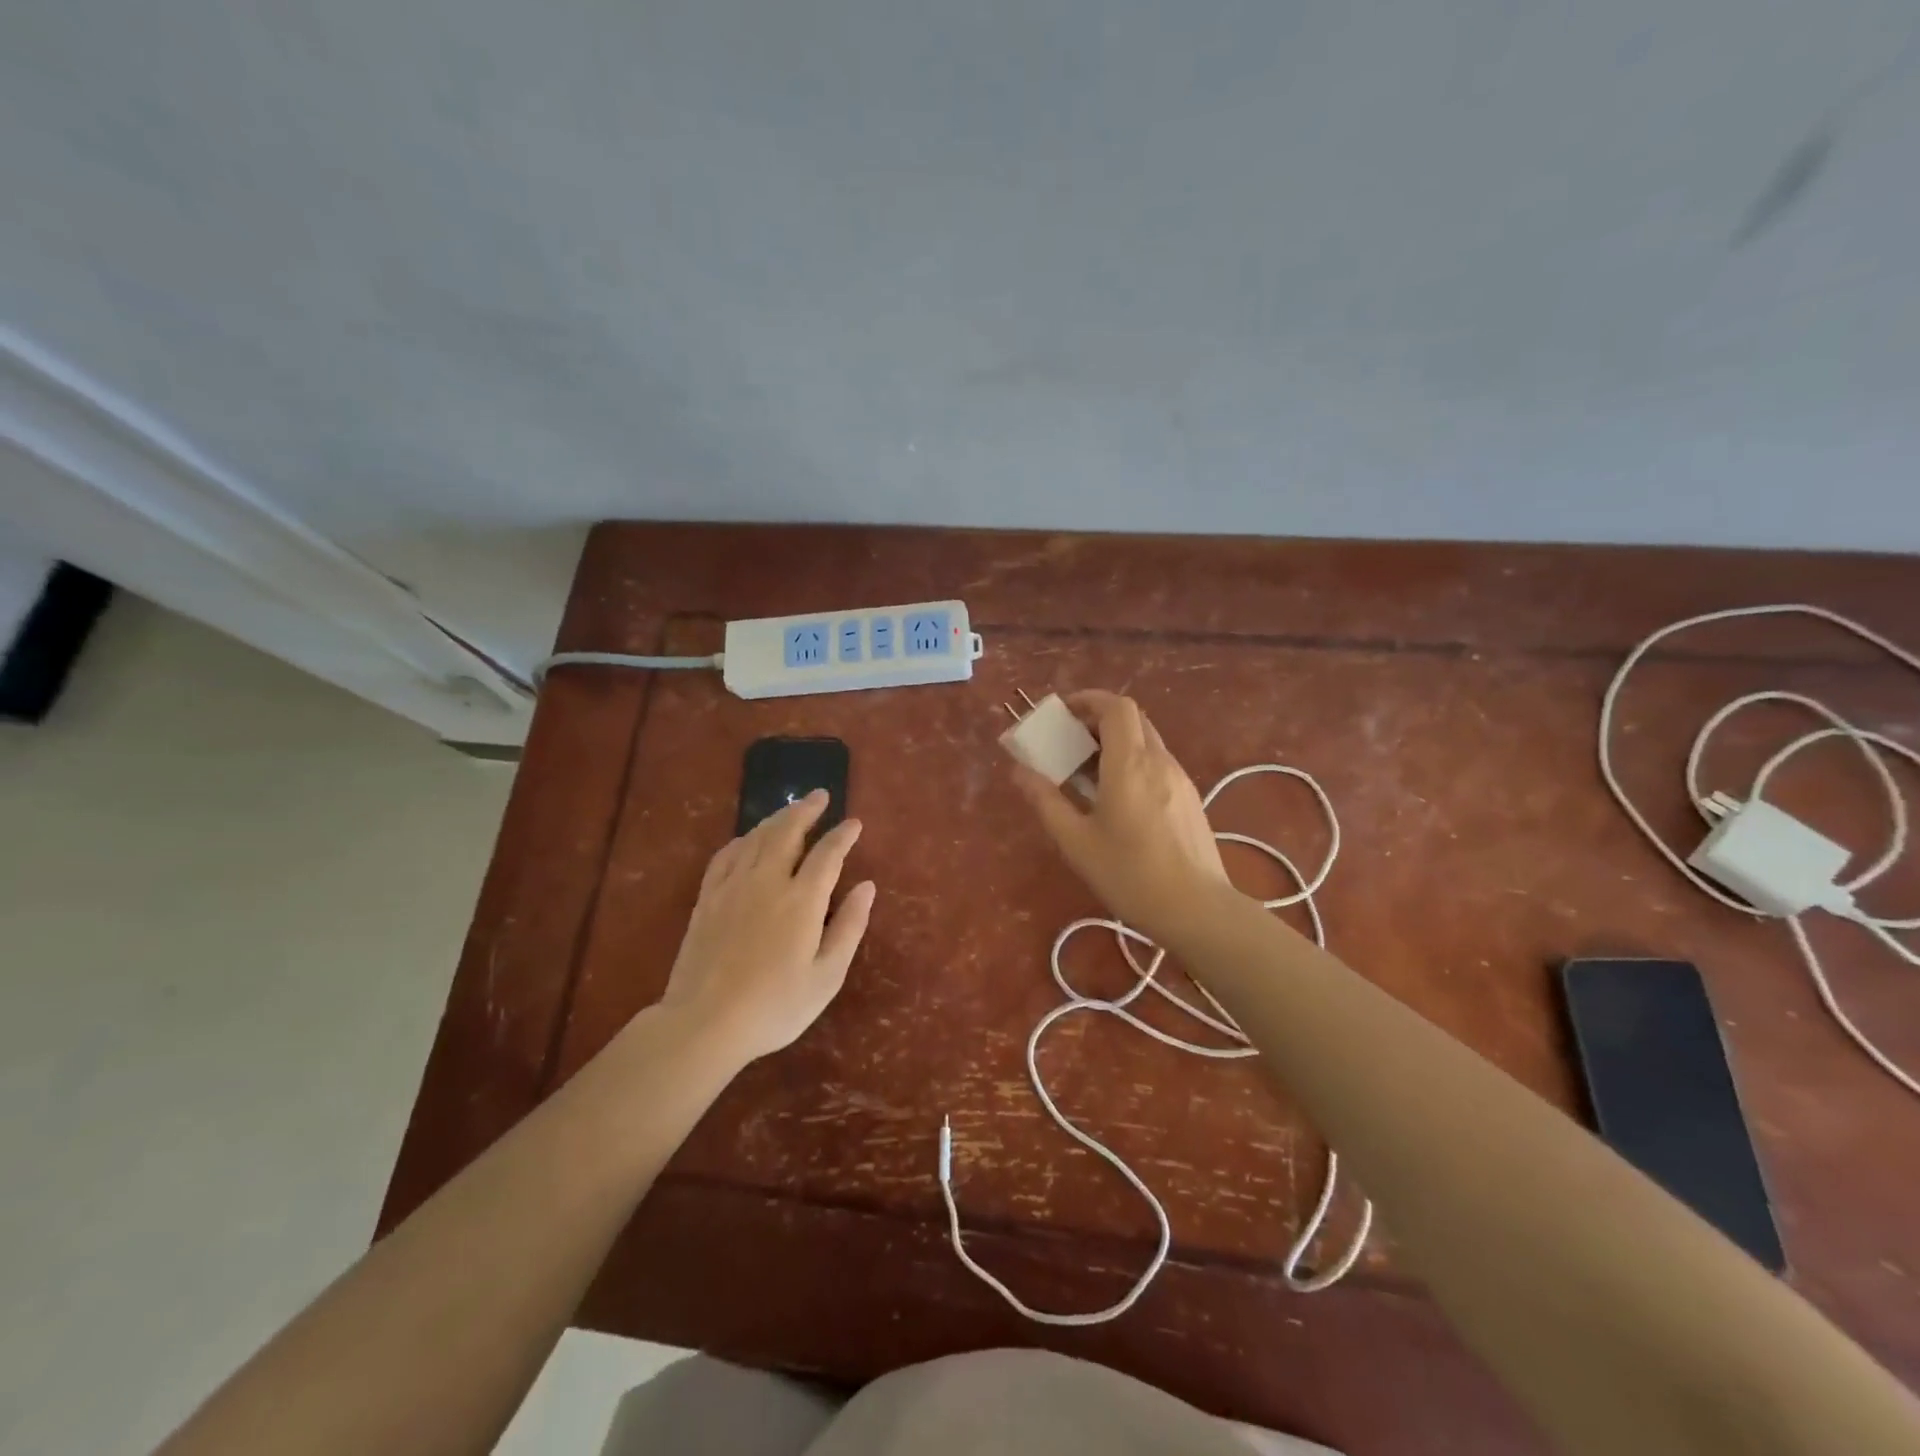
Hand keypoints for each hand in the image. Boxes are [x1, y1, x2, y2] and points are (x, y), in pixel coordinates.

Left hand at [660, 790, 875, 1065]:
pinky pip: (726, 855)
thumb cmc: (775, 1006)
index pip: (827, 854)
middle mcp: (767, 881)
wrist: (705, 1023)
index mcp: (802, 900)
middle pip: (787, 832)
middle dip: (806, 810)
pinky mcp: (707, 898)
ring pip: (756, 838)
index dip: (843, 835)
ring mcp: (732, 887)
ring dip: (777, 818)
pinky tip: (747, 839)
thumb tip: (867, 886)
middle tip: (819, 795)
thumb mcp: (827, 975)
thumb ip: (849, 926)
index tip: (854, 823)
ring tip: (791, 809)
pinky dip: (742, 840)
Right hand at [1012, 690, 1232, 944]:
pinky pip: (1157, 764)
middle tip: (1068, 743)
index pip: (1116, 707)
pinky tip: (1117, 800)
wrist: (1198, 910)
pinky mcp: (1190, 799)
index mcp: (1130, 764)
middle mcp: (1159, 761)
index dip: (1088, 700)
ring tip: (1087, 774)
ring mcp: (1180, 779)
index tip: (1062, 713)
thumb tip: (1019, 771)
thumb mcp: (1076, 842)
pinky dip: (1132, 763)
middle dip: (1097, 720)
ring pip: (1146, 741)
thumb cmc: (1130, 875)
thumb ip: (1046, 801)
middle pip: (1132, 719)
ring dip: (1115, 744)